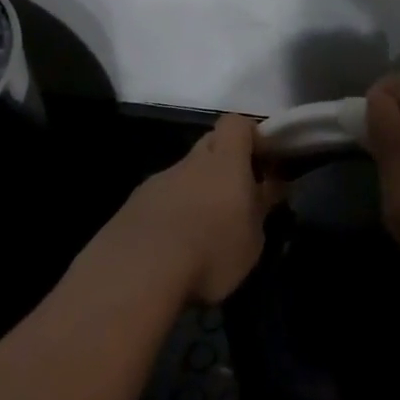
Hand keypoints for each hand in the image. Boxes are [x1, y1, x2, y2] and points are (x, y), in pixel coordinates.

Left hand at [118, 113, 284, 303]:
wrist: (135, 275)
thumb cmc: (210, 252)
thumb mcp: (253, 238)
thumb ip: (261, 207)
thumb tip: (270, 187)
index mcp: (223, 162)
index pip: (236, 124)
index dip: (252, 137)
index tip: (265, 164)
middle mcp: (188, 163)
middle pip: (209, 146)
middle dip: (225, 166)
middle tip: (237, 201)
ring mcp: (155, 184)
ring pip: (182, 177)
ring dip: (196, 195)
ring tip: (203, 235)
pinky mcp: (129, 209)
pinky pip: (159, 202)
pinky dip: (170, 217)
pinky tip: (173, 251)